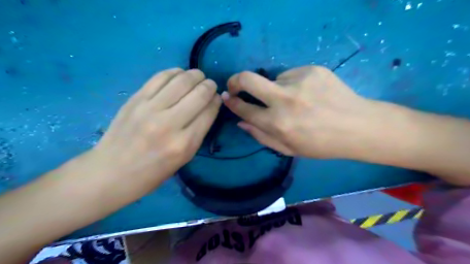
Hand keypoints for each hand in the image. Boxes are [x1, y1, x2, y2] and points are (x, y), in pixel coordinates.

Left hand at [94, 68, 222, 194]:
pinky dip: (174, 72)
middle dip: (209, 85)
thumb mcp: (184, 157)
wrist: (113, 172)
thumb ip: (199, 131)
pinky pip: (160, 77)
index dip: (216, 100)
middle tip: (210, 85)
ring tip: (198, 76)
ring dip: (194, 74)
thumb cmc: (154, 171)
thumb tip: (210, 105)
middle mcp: (169, 123)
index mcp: (184, 143)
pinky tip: (179, 74)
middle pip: (198, 93)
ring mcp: (150, 109)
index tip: (217, 97)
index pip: (208, 112)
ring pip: (181, 80)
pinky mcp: (135, 99)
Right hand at [222, 66, 377, 157]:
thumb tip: (240, 122)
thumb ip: (261, 136)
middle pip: (248, 79)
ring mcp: (299, 81)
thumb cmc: (321, 144)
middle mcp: (285, 100)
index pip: (244, 109)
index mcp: (278, 123)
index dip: (232, 103)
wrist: (358, 127)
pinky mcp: (312, 69)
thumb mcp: (288, 148)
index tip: (226, 97)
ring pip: (273, 79)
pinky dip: (292, 84)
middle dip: (235, 81)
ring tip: (295, 100)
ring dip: (276, 89)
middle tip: (235, 85)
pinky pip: (291, 75)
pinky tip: (307, 94)